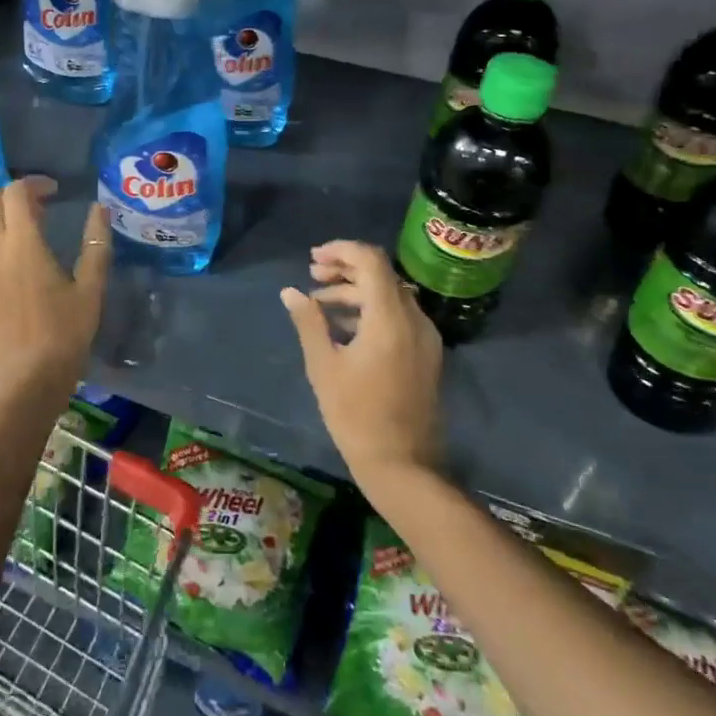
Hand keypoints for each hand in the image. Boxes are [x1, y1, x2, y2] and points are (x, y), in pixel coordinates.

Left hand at [0, 177, 110, 406]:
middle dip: (14, 195)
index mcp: (22, 243)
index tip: (55, 191)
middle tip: (41, 208)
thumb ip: (96, 243)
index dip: (34, 183)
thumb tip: (100, 209)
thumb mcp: (90, 288)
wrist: (28, 380)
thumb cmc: (65, 333)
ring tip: (26, 231)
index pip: (16, 192)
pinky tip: (9, 257)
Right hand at [280, 241, 442, 493]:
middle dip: (345, 270)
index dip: (341, 251)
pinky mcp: (425, 353)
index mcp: (390, 317)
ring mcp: (424, 337)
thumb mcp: (323, 366)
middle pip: (381, 274)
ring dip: (355, 291)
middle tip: (312, 276)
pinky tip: (343, 326)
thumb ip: (308, 322)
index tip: (313, 259)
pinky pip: (398, 316)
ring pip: (390, 295)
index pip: (371, 261)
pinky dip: (371, 310)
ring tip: (319, 303)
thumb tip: (290, 291)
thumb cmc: (356, 415)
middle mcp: (414, 319)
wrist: (402, 465)